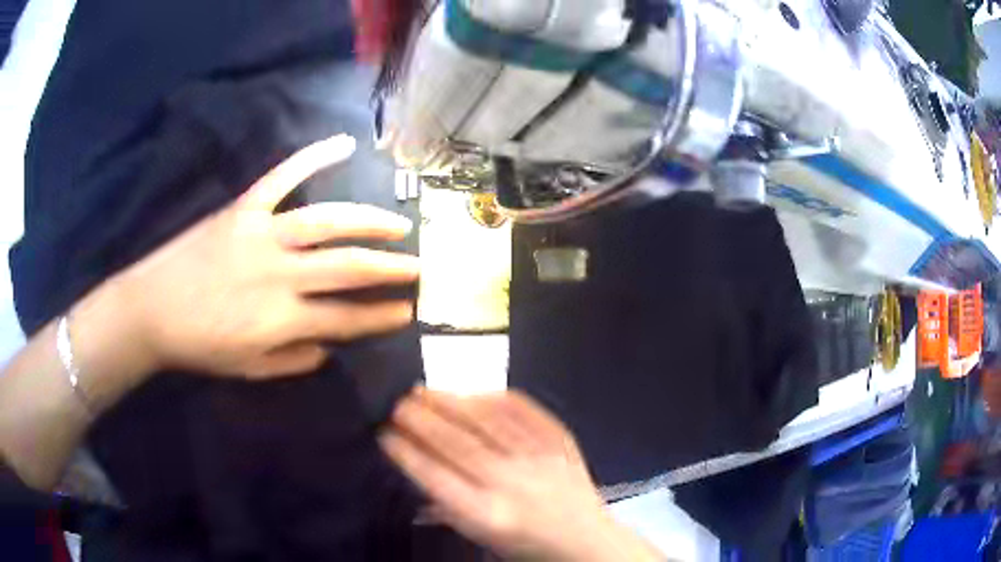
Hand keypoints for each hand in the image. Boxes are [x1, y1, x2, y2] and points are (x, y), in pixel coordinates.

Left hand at [97, 134, 418, 378]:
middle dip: (389, 268)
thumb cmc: (199, 345)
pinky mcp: (244, 209)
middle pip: (347, 267)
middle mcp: (279, 273)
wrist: (151, 308)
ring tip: (396, 223)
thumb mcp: (248, 368)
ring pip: (326, 221)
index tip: (407, 311)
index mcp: (281, 318)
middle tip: (419, 266)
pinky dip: (313, 156)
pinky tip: (343, 144)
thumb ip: (293, 360)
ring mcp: (262, 234)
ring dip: (368, 221)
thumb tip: (329, 348)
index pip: (345, 318)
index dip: (380, 315)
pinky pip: (282, 176)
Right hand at [380, 389, 660, 560]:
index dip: (406, 453)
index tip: (385, 434)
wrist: (586, 540)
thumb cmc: (526, 545)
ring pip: (487, 422)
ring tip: (423, 390)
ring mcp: (540, 458)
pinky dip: (494, 397)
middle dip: (422, 421)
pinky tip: (471, 391)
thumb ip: (447, 504)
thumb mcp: (481, 536)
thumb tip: (416, 463)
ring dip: (450, 402)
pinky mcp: (560, 441)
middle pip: (458, 445)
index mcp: (488, 516)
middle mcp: (512, 484)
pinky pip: (524, 411)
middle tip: (398, 403)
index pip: (436, 478)